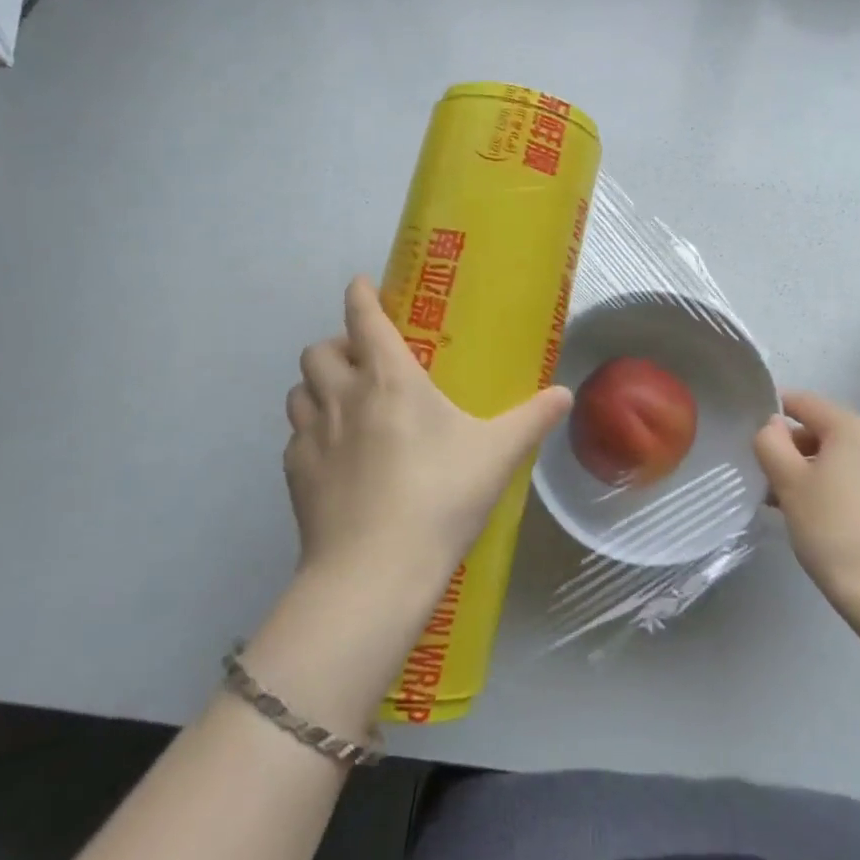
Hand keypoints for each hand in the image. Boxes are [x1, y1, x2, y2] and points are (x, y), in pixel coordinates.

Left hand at [283, 277, 571, 597]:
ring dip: (317, 387)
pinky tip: (334, 457)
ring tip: (344, 404)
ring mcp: (312, 436)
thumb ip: (533, 419)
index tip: (362, 285)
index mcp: (389, 378)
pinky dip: (310, 433)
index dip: (360, 295)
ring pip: (298, 390)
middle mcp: (343, 396)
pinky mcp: (294, 475)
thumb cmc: (439, 497)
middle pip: (319, 350)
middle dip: (337, 346)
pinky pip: (295, 436)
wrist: (374, 573)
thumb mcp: (497, 455)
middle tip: (364, 363)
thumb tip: (566, 394)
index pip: (364, 318)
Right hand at [754, 390, 859, 619]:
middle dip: (786, 448)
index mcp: (850, 426)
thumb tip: (771, 426)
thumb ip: (771, 443)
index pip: (801, 402)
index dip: (770, 414)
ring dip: (803, 470)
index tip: (747, 437)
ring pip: (832, 457)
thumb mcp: (788, 481)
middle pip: (818, 429)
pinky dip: (825, 487)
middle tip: (760, 476)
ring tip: (777, 502)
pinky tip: (806, 516)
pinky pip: (849, 479)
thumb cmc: (832, 526)